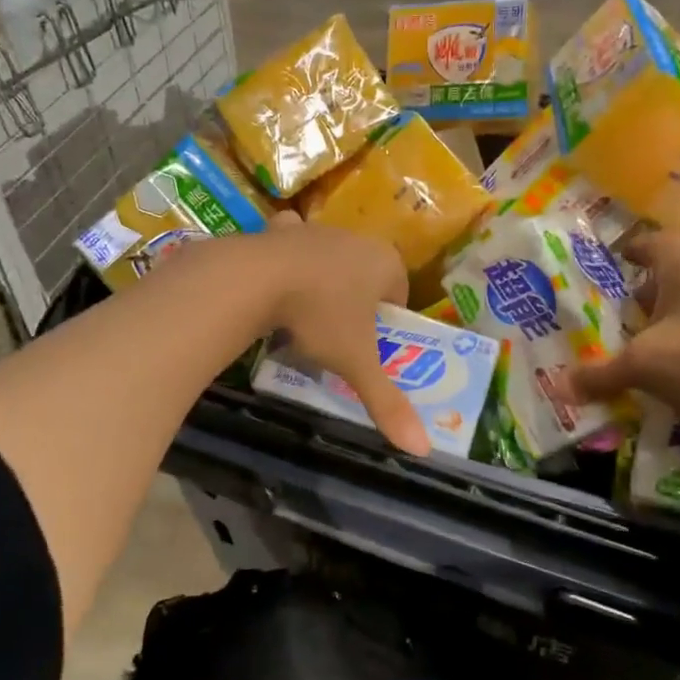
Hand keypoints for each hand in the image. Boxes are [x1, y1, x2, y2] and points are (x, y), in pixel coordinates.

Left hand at [252, 214, 432, 456]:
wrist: (257, 278)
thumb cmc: (321, 316)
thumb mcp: (356, 363)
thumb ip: (387, 403)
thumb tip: (422, 450)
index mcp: (386, 263)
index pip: (399, 293)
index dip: (386, 321)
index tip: (368, 347)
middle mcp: (357, 239)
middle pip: (365, 274)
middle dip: (356, 302)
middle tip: (337, 336)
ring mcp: (317, 231)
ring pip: (330, 258)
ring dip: (323, 280)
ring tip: (305, 314)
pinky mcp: (281, 230)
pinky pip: (291, 241)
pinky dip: (287, 257)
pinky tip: (275, 280)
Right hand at [568, 231, 679, 450]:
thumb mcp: (643, 368)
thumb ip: (599, 373)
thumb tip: (558, 388)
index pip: (647, 242)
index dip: (624, 255)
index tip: (604, 272)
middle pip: (671, 270)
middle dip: (644, 293)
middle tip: (619, 319)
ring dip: (673, 314)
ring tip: (649, 344)